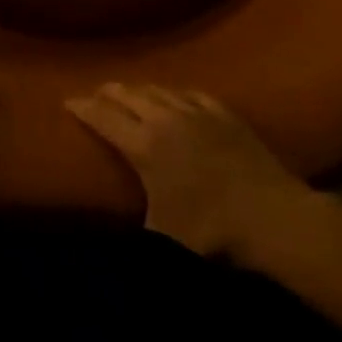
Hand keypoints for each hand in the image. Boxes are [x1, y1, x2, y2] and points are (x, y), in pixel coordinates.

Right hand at [66, 83, 319, 259]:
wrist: (272, 216)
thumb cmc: (211, 231)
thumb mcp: (163, 239)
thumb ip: (137, 228)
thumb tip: (114, 253)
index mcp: (145, 146)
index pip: (104, 118)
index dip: (83, 108)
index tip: (68, 101)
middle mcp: (165, 118)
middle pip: (129, 95)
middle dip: (108, 92)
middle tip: (96, 93)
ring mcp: (197, 112)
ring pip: (159, 89)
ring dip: (139, 89)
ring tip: (129, 91)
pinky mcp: (224, 113)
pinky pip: (190, 93)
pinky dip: (174, 92)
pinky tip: (175, 95)